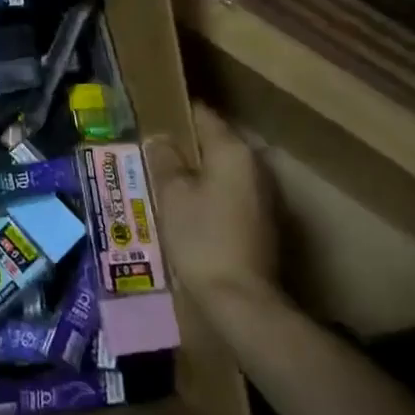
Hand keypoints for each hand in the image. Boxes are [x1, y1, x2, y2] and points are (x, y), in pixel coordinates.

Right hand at [156, 102, 281, 306]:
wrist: (241, 301)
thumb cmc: (202, 238)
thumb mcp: (172, 195)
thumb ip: (165, 160)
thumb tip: (161, 139)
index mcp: (233, 150)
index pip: (202, 114)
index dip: (174, 113)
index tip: (150, 115)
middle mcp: (255, 165)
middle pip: (214, 141)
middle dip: (184, 145)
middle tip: (151, 150)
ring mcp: (264, 194)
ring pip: (222, 169)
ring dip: (196, 171)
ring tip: (163, 177)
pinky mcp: (263, 221)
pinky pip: (230, 192)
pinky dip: (209, 192)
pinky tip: (186, 206)